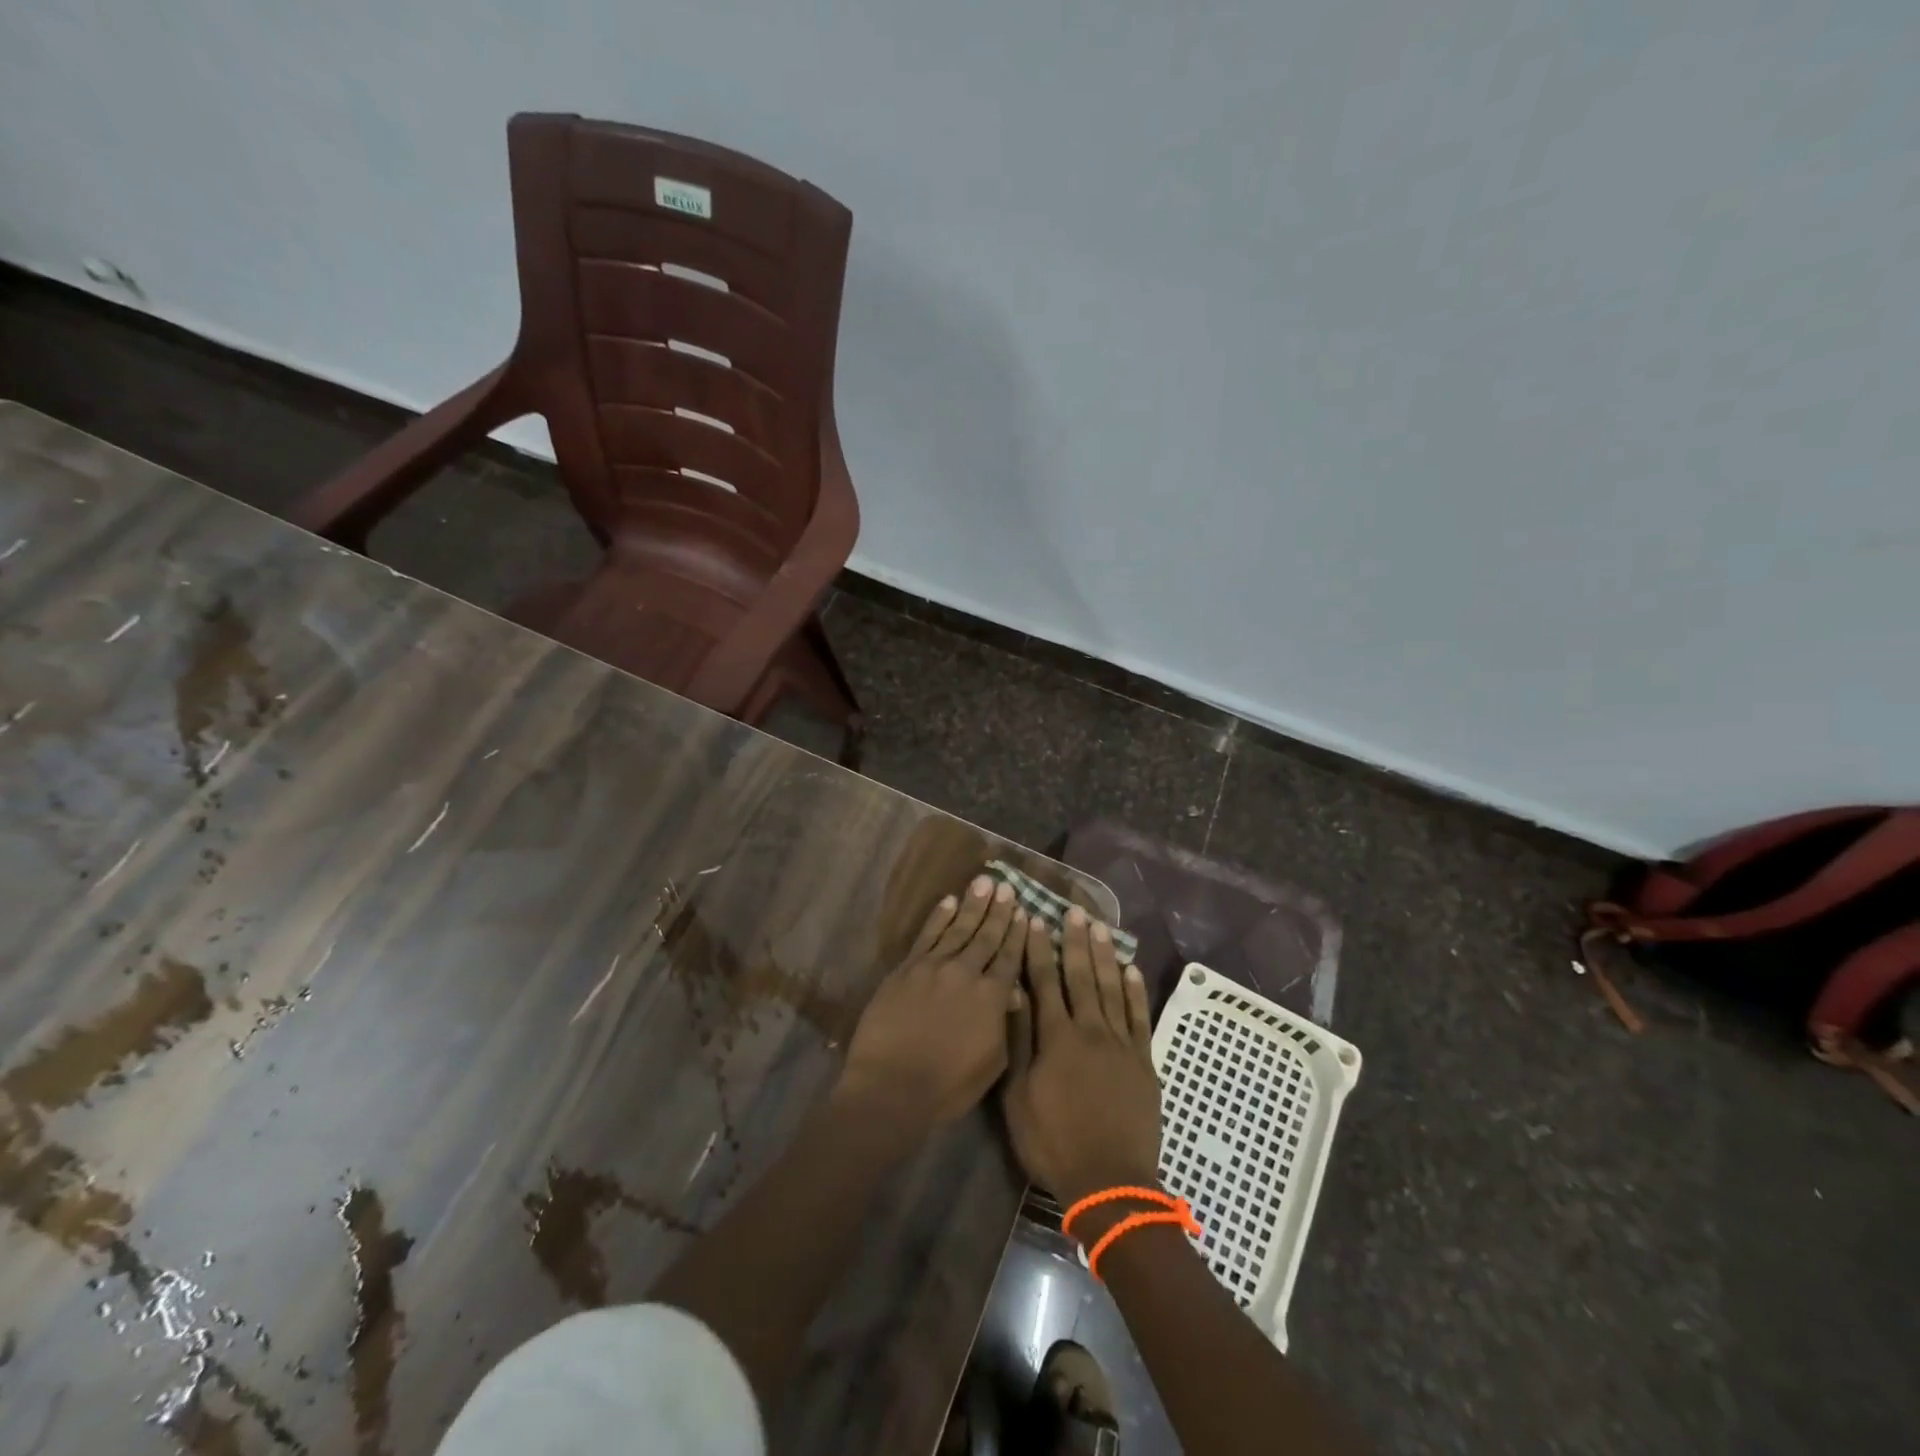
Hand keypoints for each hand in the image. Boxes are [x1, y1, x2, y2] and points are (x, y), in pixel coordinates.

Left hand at [834, 875, 1026, 1149]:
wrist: (892, 1086)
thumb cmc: (948, 1086)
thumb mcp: (992, 1063)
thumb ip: (1004, 1024)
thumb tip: (1013, 994)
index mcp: (992, 997)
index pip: (1010, 957)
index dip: (1018, 933)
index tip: (1025, 911)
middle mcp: (966, 972)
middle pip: (986, 936)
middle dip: (999, 910)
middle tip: (1008, 886)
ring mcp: (934, 966)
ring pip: (958, 928)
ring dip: (973, 904)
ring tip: (985, 882)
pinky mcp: (907, 968)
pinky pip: (927, 935)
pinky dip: (939, 916)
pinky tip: (949, 901)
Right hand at [1003, 908, 1162, 1203]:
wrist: (1110, 1183)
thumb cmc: (1053, 1142)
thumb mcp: (1018, 1097)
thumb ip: (1017, 1042)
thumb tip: (1011, 994)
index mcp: (1056, 1038)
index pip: (1044, 982)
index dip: (1039, 949)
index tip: (1035, 920)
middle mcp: (1090, 1030)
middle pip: (1081, 976)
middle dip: (1075, 942)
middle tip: (1074, 911)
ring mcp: (1121, 1044)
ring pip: (1112, 988)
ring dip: (1105, 956)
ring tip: (1100, 927)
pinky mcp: (1143, 1061)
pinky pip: (1140, 1017)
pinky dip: (1136, 991)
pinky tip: (1132, 969)